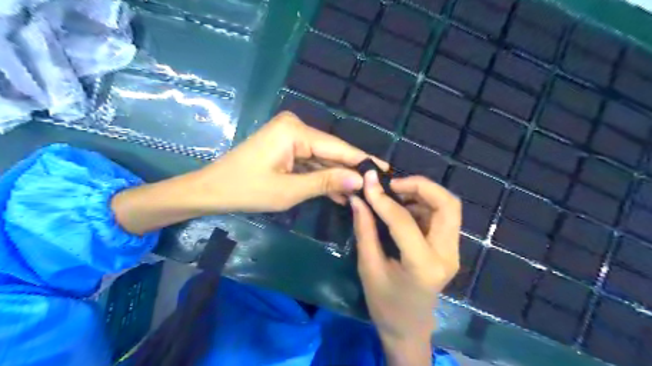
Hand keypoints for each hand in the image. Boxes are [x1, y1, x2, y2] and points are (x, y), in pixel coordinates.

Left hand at [193, 112, 385, 212]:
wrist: (211, 190)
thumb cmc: (246, 190)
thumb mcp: (289, 191)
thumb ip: (326, 183)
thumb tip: (360, 181)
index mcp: (295, 131)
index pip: (338, 147)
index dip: (363, 161)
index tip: (387, 171)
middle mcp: (296, 127)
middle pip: (331, 152)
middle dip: (351, 172)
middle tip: (375, 188)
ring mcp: (290, 137)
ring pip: (322, 159)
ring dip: (337, 178)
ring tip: (361, 196)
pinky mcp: (287, 148)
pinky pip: (310, 163)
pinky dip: (322, 178)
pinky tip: (339, 194)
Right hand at [349, 173, 460, 363]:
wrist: (409, 327)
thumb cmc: (385, 304)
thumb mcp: (368, 267)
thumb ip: (365, 230)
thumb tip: (358, 198)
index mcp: (424, 266)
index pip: (405, 221)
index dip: (384, 199)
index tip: (368, 182)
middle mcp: (447, 255)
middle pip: (447, 205)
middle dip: (420, 186)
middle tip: (392, 183)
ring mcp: (452, 251)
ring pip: (448, 207)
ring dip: (422, 193)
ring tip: (394, 192)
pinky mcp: (449, 248)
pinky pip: (442, 215)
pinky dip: (423, 203)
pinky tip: (403, 206)